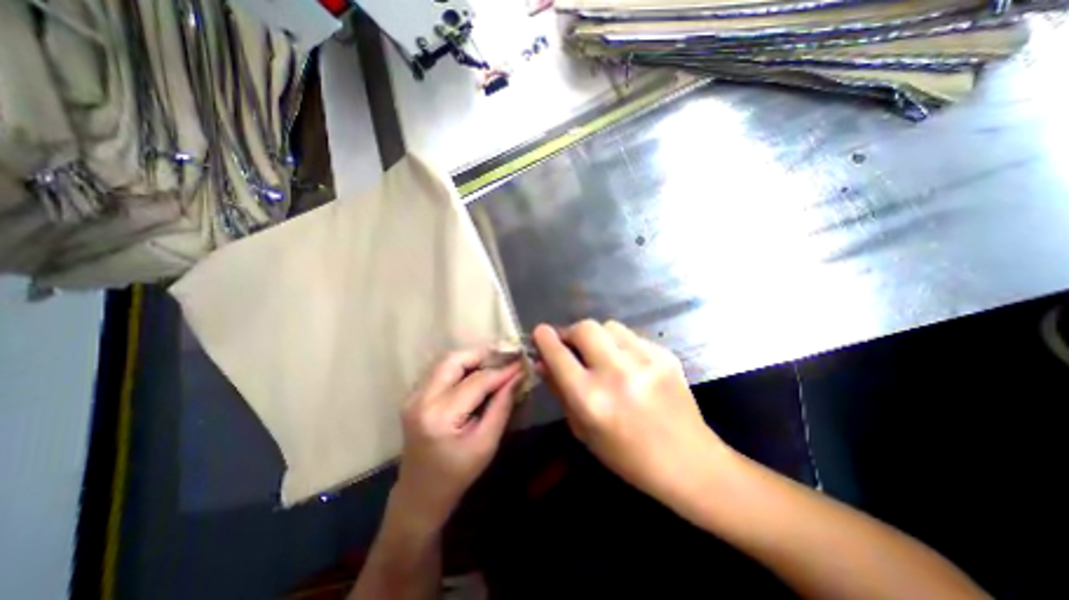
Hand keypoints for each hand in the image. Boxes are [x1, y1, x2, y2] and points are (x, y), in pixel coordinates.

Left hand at [393, 349, 525, 527]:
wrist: (420, 494)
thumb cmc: (457, 474)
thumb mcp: (487, 443)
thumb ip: (502, 405)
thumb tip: (518, 376)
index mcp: (440, 417)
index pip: (476, 381)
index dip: (501, 371)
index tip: (521, 363)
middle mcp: (421, 399)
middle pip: (454, 360)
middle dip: (482, 355)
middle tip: (504, 360)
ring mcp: (412, 396)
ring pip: (445, 360)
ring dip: (471, 358)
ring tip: (493, 365)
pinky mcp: (412, 395)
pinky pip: (439, 369)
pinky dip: (459, 366)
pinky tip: (475, 374)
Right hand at [532, 319, 725, 504]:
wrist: (689, 462)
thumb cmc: (627, 456)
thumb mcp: (583, 430)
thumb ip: (559, 391)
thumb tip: (543, 361)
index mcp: (591, 399)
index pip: (558, 354)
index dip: (544, 338)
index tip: (540, 332)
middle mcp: (616, 373)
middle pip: (584, 328)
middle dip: (571, 332)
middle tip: (571, 345)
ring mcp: (645, 361)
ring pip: (609, 326)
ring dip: (597, 336)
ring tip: (601, 353)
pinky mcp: (665, 355)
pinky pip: (632, 336)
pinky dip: (620, 344)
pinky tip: (627, 362)